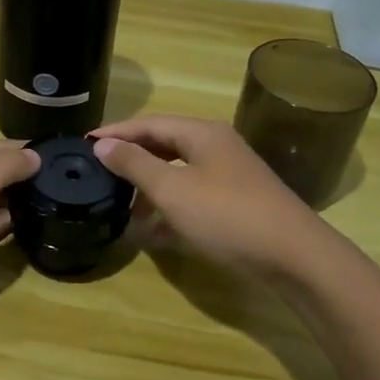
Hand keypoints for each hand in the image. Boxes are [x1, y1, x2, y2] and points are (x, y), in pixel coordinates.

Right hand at [90, 116, 324, 278]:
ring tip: (122, 207)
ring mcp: (229, 175)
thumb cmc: (227, 215)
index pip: (149, 124)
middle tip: (99, 174)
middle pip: (164, 145)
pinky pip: (193, 196)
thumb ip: (135, 165)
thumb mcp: (173, 190)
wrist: (294, 256)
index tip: (84, 145)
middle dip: (132, 160)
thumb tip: (103, 144)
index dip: (116, 133)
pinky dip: (171, 208)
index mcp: (202, 133)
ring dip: (149, 188)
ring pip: (179, 173)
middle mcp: (216, 146)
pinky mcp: (236, 202)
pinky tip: (153, 232)